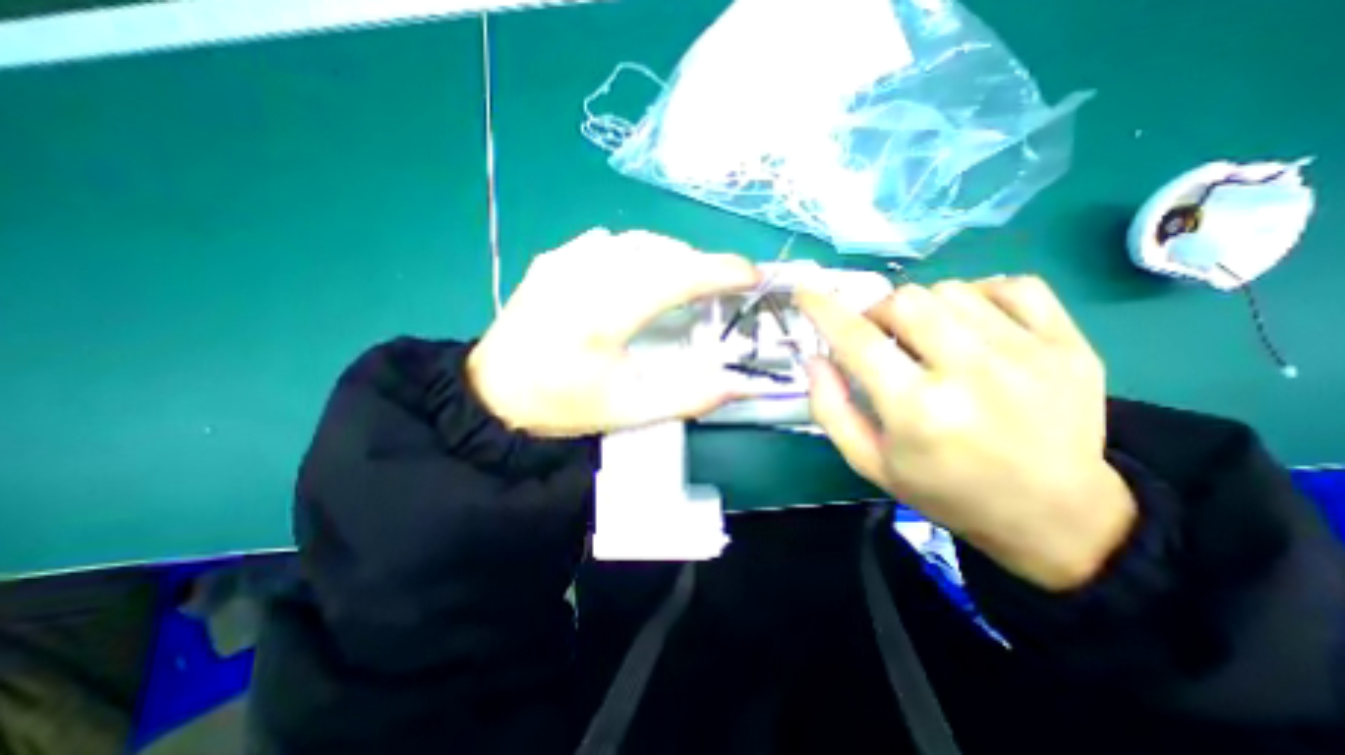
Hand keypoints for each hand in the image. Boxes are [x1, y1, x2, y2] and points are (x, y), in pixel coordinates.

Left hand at [466, 227, 753, 435]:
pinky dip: (639, 254)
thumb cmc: (562, 406)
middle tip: (720, 288)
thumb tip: (737, 384)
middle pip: (661, 252)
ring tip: (687, 282)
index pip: (676, 277)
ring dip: (672, 256)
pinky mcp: (552, 260)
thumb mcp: (630, 412)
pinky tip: (641, 276)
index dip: (721, 271)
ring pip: (637, 242)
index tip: (751, 274)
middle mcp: (584, 276)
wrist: (494, 395)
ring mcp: (564, 261)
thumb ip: (689, 397)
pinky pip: (609, 244)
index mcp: (603, 316)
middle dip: (701, 264)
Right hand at [796, 277, 1133, 588]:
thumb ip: (830, 409)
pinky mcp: (1070, 345)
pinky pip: (1011, 286)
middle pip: (906, 301)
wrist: (1054, 515)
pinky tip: (972, 325)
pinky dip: (978, 295)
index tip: (806, 293)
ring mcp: (1031, 354)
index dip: (825, 310)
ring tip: (927, 340)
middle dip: (876, 313)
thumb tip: (815, 357)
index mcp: (919, 411)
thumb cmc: (944, 490)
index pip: (858, 340)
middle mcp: (974, 374)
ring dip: (922, 309)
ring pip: (951, 290)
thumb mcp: (869, 462)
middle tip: (879, 338)